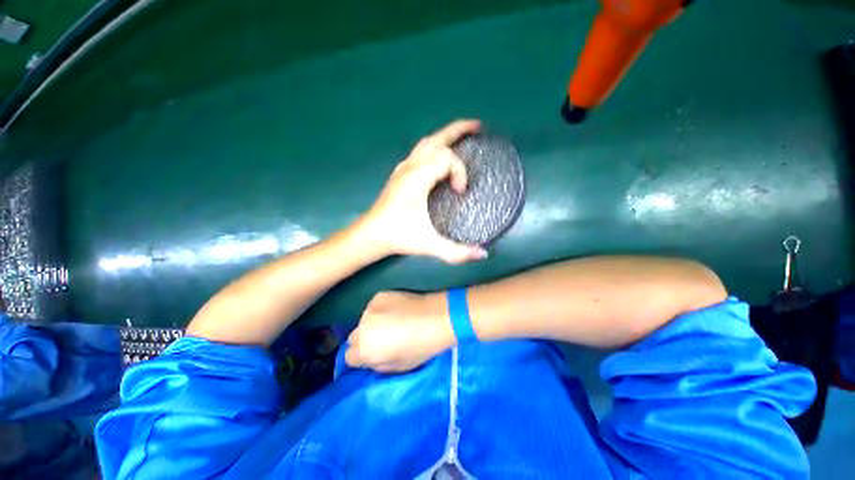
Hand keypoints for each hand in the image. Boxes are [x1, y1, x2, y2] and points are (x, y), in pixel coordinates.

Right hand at [345, 291, 453, 372]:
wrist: (436, 318)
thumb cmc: (420, 347)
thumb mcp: (398, 367)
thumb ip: (377, 365)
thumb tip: (370, 358)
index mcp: (364, 350)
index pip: (349, 356)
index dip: (362, 356)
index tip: (375, 353)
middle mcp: (361, 328)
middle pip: (355, 337)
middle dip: (365, 340)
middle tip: (383, 338)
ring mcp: (369, 308)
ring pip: (364, 320)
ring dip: (373, 323)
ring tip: (393, 321)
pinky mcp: (379, 295)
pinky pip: (374, 306)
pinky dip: (381, 309)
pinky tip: (397, 309)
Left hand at [361, 119, 488, 263]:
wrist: (371, 233)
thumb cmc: (399, 236)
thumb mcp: (430, 245)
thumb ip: (457, 252)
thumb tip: (484, 254)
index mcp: (417, 178)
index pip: (446, 158)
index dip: (460, 171)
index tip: (461, 192)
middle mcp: (409, 167)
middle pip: (436, 139)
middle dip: (458, 130)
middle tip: (478, 127)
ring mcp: (403, 167)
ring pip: (427, 142)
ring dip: (446, 136)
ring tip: (463, 135)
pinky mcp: (400, 172)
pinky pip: (421, 150)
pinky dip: (435, 146)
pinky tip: (441, 156)